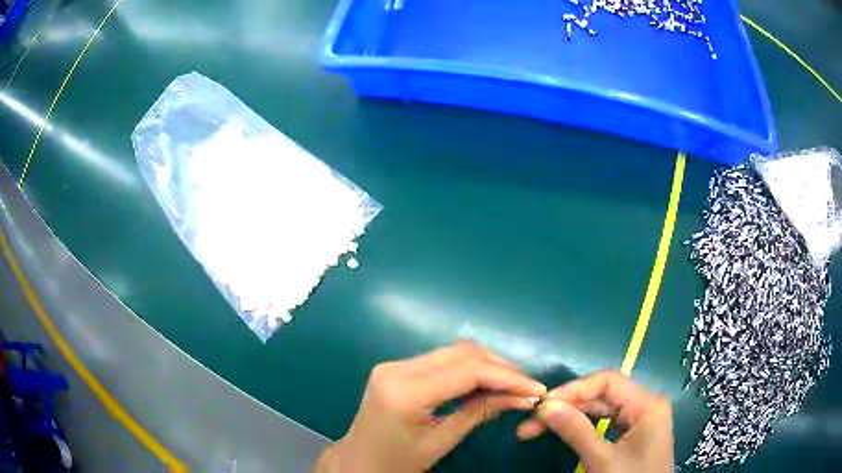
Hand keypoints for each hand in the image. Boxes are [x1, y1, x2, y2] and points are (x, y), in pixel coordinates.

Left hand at [317, 341, 546, 472]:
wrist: (358, 462)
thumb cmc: (397, 462)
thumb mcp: (440, 443)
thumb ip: (479, 413)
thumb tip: (522, 397)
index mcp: (405, 391)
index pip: (468, 370)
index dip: (508, 377)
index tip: (536, 389)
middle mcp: (397, 368)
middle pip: (463, 353)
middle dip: (501, 368)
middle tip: (527, 388)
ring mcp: (394, 364)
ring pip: (455, 352)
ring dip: (488, 365)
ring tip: (513, 386)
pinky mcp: (397, 367)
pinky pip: (443, 360)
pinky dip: (469, 369)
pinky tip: (487, 383)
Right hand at [517, 371, 672, 472]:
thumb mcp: (602, 460)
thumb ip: (576, 431)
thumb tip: (545, 406)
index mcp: (647, 404)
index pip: (607, 381)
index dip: (573, 389)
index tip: (542, 405)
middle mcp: (646, 405)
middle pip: (602, 395)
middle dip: (567, 406)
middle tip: (531, 422)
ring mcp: (640, 420)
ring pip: (601, 408)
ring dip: (571, 416)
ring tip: (538, 428)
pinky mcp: (632, 434)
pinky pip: (605, 422)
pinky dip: (582, 426)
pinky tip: (564, 430)